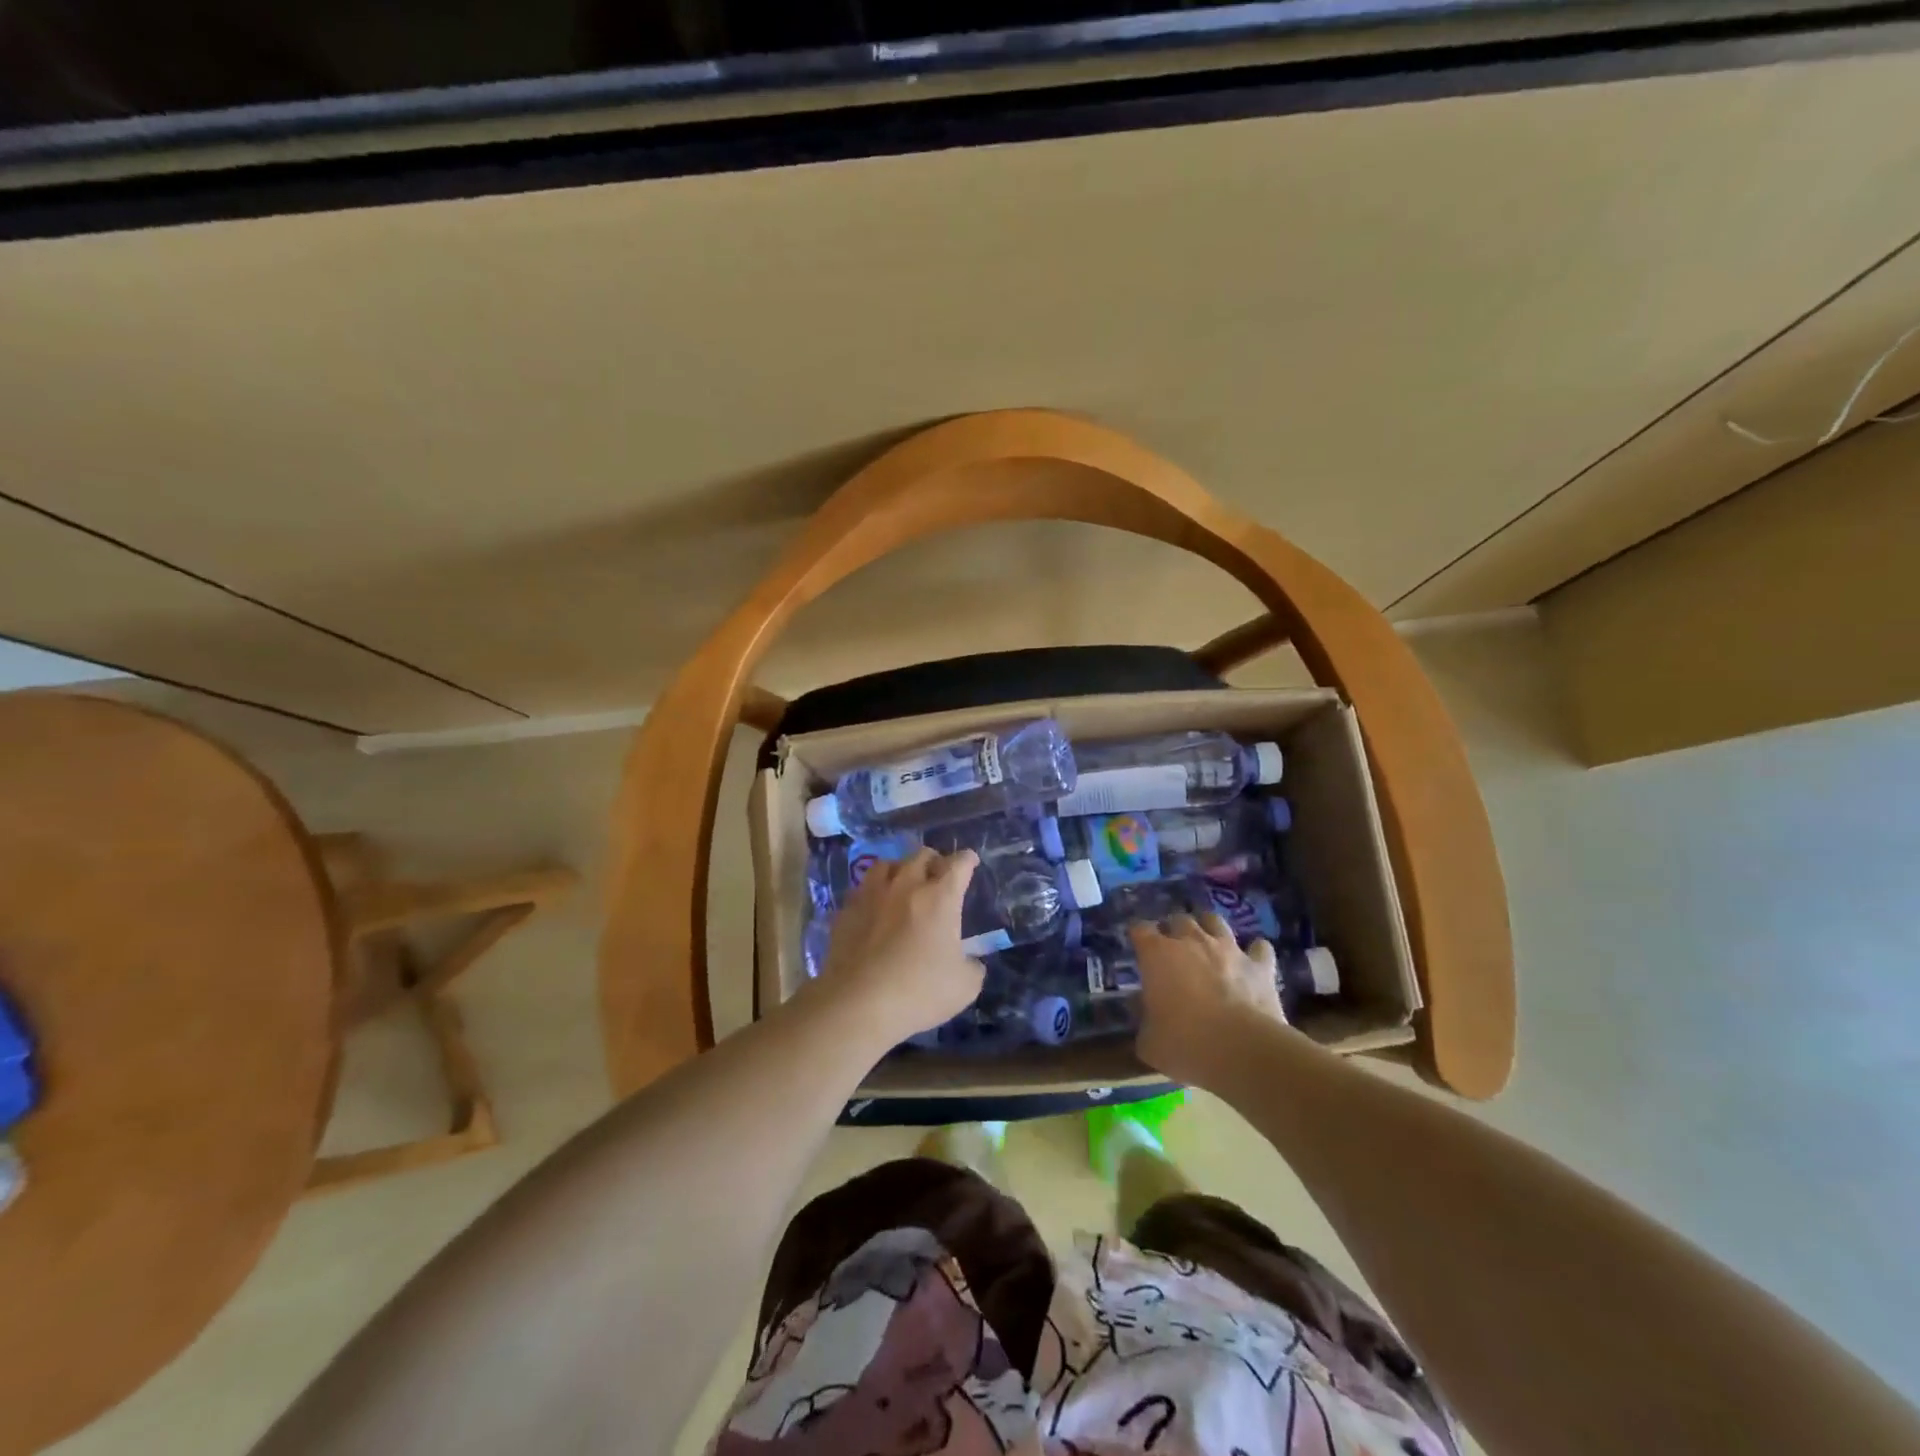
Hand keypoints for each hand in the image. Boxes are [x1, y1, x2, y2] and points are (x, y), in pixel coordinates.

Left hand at [813, 847, 984, 1044]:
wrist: (858, 1003)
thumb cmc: (919, 991)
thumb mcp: (965, 987)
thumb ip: (973, 967)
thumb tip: (971, 962)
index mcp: (939, 898)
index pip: (958, 865)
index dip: (967, 860)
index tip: (970, 861)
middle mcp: (906, 886)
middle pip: (921, 856)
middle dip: (934, 860)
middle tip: (938, 874)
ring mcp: (871, 895)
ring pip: (886, 865)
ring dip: (900, 869)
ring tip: (902, 882)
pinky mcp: (846, 911)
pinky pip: (861, 890)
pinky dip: (872, 894)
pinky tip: (874, 908)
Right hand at [1129, 913, 1288, 1086]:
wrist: (1241, 1050)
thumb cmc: (1184, 1042)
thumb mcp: (1148, 1041)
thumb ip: (1143, 1019)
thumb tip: (1141, 1006)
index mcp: (1157, 954)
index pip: (1140, 929)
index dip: (1138, 935)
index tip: (1137, 946)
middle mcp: (1191, 941)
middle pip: (1178, 919)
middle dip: (1173, 929)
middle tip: (1172, 947)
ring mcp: (1228, 949)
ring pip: (1215, 921)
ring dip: (1209, 928)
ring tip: (1207, 941)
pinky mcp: (1259, 965)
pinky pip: (1260, 948)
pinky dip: (1255, 951)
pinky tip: (1253, 960)